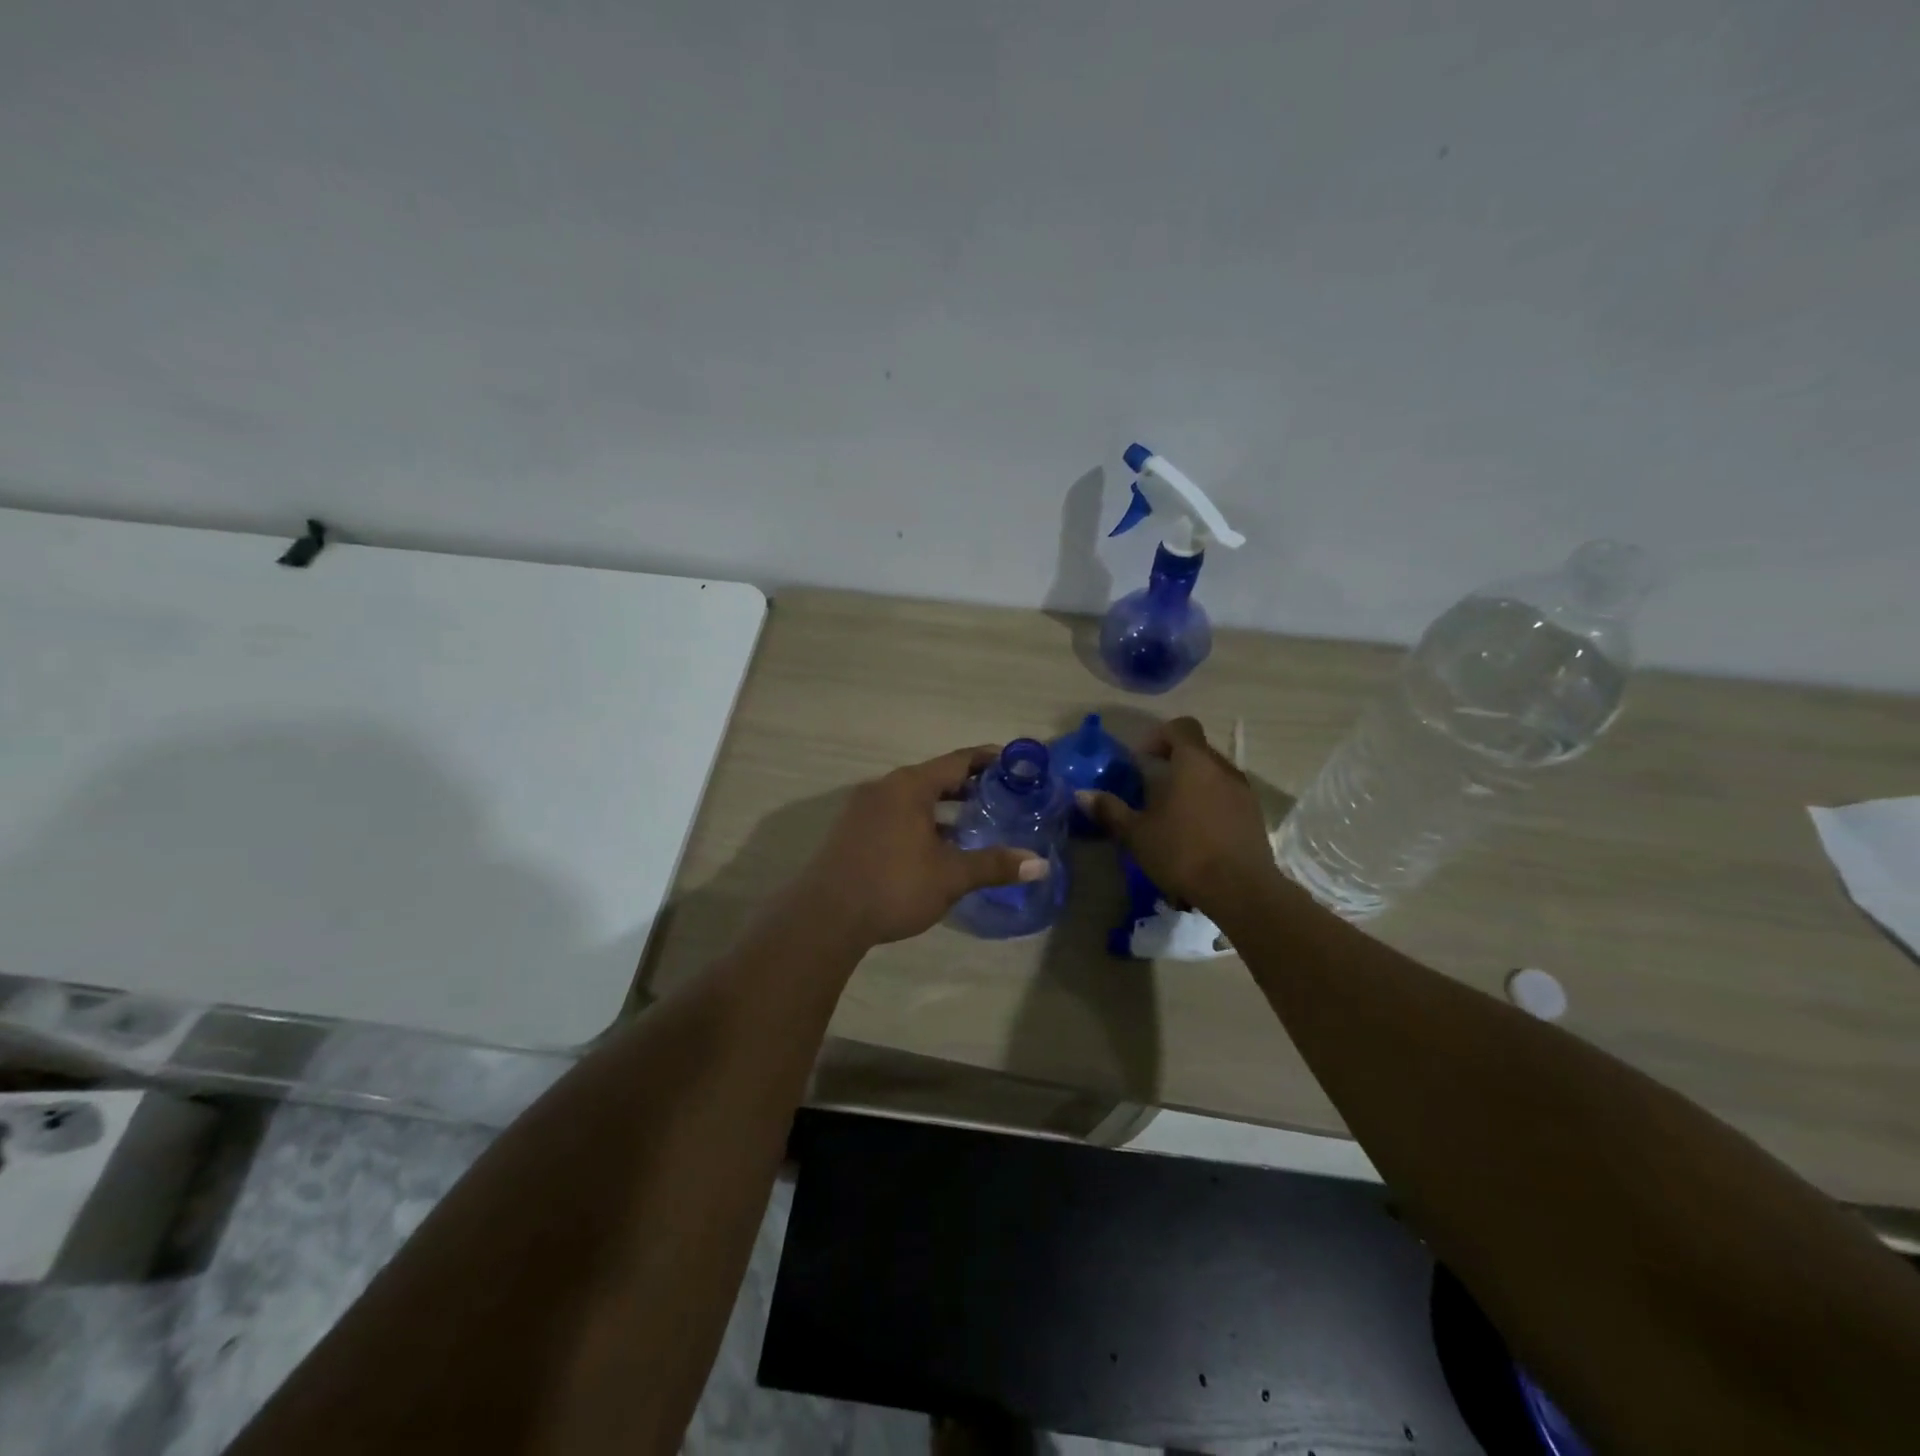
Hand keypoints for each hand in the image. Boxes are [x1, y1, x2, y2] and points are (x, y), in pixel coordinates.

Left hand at [797, 746, 1050, 947]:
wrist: (825, 916)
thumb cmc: (894, 886)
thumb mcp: (950, 876)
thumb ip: (994, 865)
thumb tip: (1040, 864)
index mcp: (910, 786)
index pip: (956, 761)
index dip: (986, 759)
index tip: (1012, 762)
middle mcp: (884, 787)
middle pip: (933, 777)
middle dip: (966, 785)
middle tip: (999, 796)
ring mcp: (863, 808)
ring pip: (912, 797)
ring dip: (941, 806)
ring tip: (972, 822)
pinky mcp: (850, 830)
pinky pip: (894, 813)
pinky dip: (919, 820)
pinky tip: (933, 846)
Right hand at [1077, 717, 1276, 915]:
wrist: (1241, 890)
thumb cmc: (1183, 852)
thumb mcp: (1137, 833)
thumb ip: (1110, 810)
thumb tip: (1082, 794)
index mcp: (1193, 762)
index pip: (1181, 726)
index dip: (1158, 736)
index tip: (1141, 761)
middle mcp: (1222, 768)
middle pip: (1197, 751)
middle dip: (1173, 764)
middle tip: (1151, 791)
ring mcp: (1244, 792)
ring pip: (1213, 775)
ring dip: (1192, 786)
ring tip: (1173, 816)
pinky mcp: (1255, 816)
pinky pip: (1228, 798)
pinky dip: (1210, 806)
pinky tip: (1196, 835)